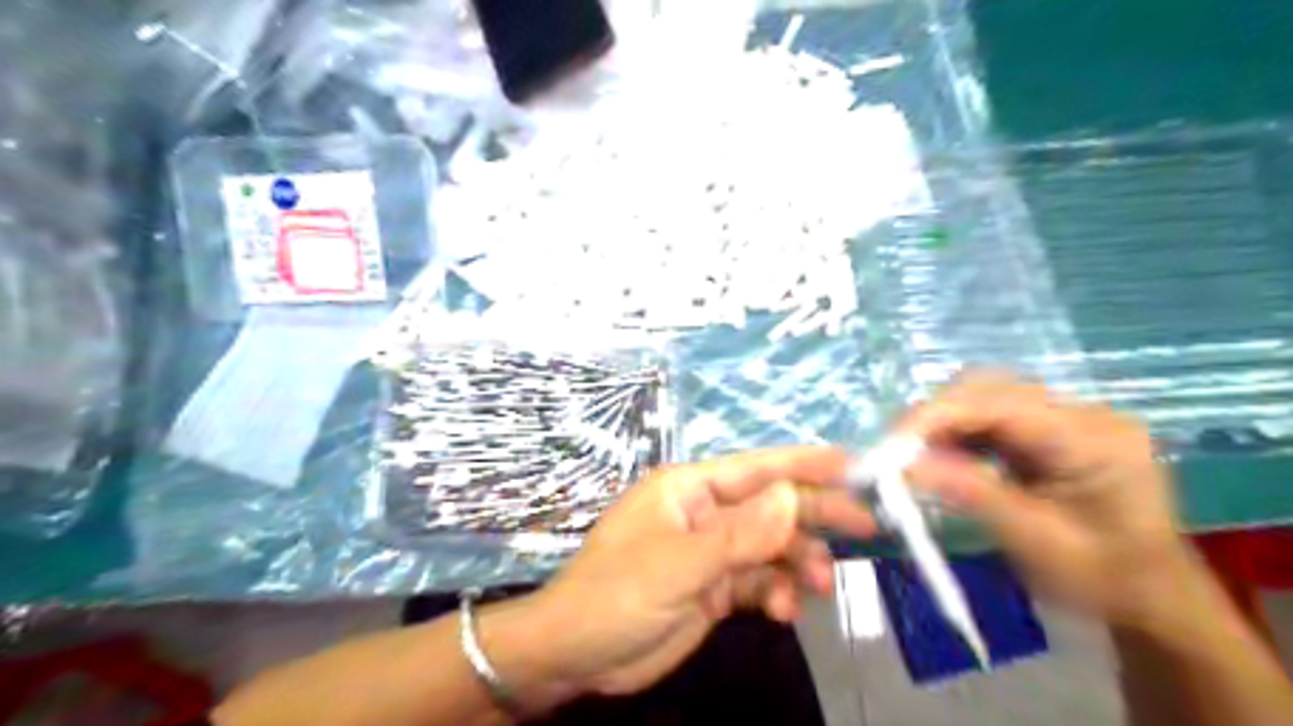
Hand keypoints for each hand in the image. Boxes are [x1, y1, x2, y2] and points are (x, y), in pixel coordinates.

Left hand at [498, 448, 873, 702]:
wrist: (574, 656)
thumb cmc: (616, 594)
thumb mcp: (678, 564)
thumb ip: (739, 535)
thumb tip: (792, 496)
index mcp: (689, 489)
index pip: (756, 468)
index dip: (805, 464)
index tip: (855, 465)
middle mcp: (704, 513)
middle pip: (770, 506)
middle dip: (813, 515)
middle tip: (865, 527)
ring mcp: (710, 552)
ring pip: (769, 547)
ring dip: (797, 563)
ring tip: (818, 585)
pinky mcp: (713, 588)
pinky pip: (758, 582)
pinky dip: (775, 593)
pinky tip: (782, 611)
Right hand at [901, 373, 1191, 625]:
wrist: (1153, 600)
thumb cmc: (1103, 580)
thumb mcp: (1036, 542)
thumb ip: (971, 494)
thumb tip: (905, 465)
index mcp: (1094, 439)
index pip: (1001, 406)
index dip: (938, 416)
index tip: (892, 445)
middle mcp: (1083, 413)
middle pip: (991, 388)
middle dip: (936, 416)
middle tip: (898, 453)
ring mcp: (1069, 417)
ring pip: (985, 396)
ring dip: (944, 422)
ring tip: (914, 456)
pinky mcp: (1052, 428)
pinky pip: (992, 415)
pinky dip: (959, 432)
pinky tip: (943, 456)